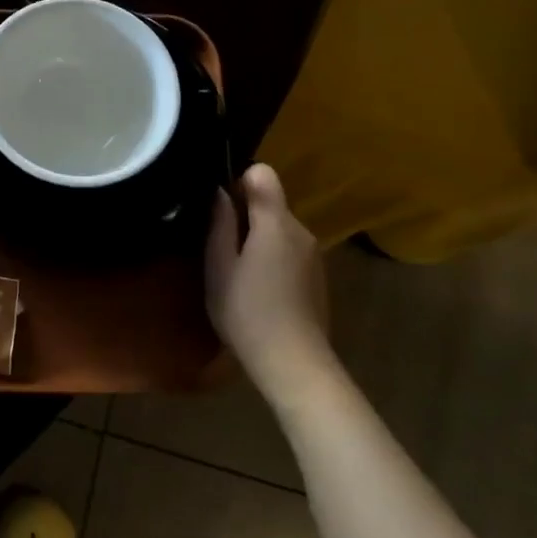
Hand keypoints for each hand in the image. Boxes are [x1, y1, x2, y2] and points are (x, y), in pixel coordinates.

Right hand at [205, 163, 333, 398]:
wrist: (293, 363)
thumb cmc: (247, 312)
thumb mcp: (219, 267)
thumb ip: (219, 224)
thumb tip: (219, 191)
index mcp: (276, 222)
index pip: (263, 174)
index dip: (239, 183)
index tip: (222, 211)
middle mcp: (301, 230)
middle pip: (271, 202)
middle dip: (245, 215)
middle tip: (221, 249)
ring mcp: (313, 254)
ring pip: (280, 227)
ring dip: (258, 239)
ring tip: (238, 272)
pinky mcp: (317, 275)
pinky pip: (290, 249)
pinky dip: (272, 257)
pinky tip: (260, 288)